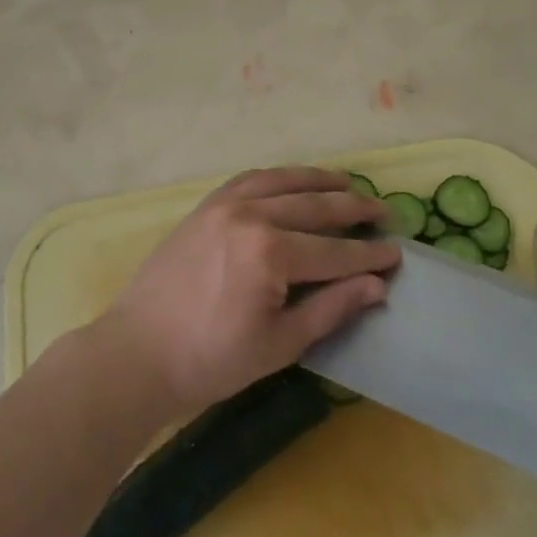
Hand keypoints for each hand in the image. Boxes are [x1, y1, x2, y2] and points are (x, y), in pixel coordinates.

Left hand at [93, 167, 397, 417]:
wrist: (138, 352)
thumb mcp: (280, 343)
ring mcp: (223, 205)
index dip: (369, 254)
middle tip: (384, 212)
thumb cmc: (211, 360)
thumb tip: (376, 285)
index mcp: (269, 252)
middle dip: (354, 208)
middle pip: (314, 206)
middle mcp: (250, 215)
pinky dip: (278, 177)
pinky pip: (249, 179)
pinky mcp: (205, 206)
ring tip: (347, 183)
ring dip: (318, 181)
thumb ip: (330, 308)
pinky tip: (293, 182)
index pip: (334, 250)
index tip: (398, 252)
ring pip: (282, 181)